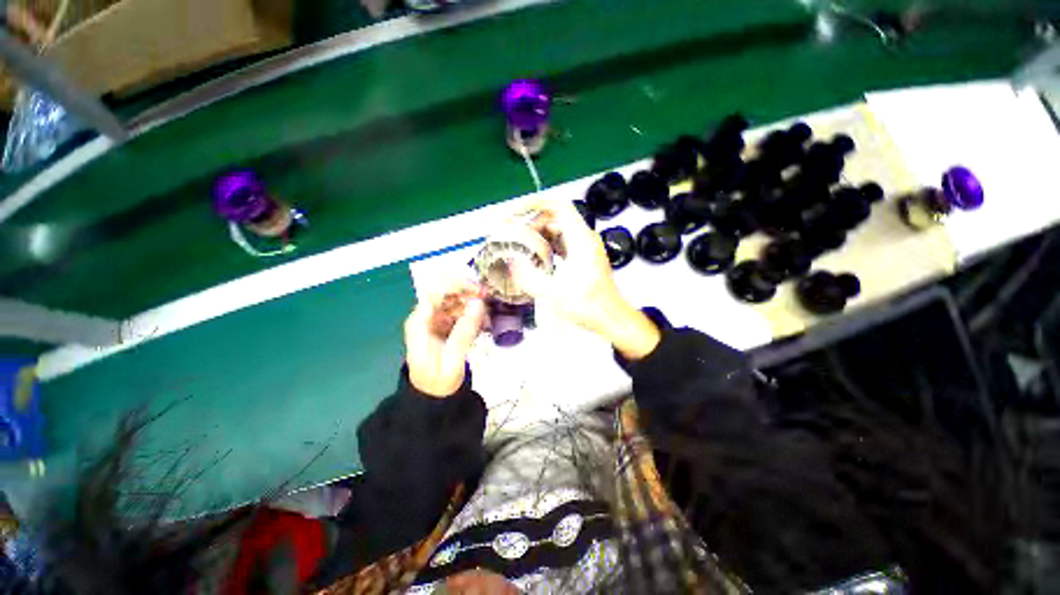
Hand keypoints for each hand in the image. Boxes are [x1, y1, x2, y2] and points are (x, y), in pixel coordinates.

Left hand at [404, 282, 486, 396]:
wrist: (433, 399)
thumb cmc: (438, 381)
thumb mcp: (453, 358)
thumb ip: (464, 330)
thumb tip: (478, 303)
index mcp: (420, 323)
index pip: (436, 293)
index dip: (456, 286)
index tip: (478, 289)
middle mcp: (426, 318)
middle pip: (446, 295)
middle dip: (468, 293)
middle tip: (489, 298)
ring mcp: (435, 323)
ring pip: (454, 303)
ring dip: (472, 305)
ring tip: (488, 315)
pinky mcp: (445, 329)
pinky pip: (459, 314)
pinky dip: (472, 315)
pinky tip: (484, 323)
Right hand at [517, 199, 660, 359]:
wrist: (611, 319)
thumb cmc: (588, 306)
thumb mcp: (555, 293)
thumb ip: (530, 277)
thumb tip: (511, 263)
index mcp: (581, 239)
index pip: (558, 206)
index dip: (535, 204)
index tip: (516, 212)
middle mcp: (584, 239)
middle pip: (555, 218)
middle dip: (532, 224)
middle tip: (513, 236)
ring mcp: (585, 248)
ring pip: (558, 231)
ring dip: (539, 236)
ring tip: (520, 247)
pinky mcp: (584, 259)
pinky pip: (562, 244)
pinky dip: (547, 247)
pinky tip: (536, 260)